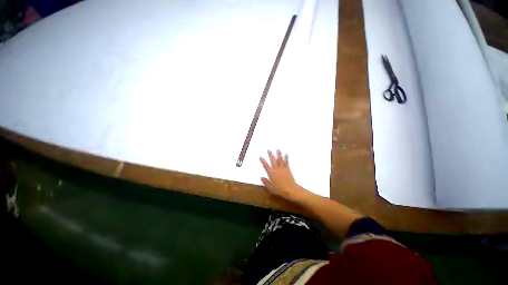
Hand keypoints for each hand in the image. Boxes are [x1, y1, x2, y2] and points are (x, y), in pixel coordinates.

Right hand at [260, 150, 308, 201]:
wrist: (290, 190)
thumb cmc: (280, 190)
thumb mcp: (270, 188)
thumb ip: (265, 182)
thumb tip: (261, 177)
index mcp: (271, 173)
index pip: (266, 165)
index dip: (263, 161)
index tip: (260, 157)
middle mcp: (276, 169)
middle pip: (273, 160)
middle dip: (270, 155)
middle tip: (268, 149)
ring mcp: (282, 168)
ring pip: (280, 160)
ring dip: (278, 154)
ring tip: (278, 149)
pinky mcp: (288, 169)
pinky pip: (286, 162)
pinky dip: (286, 158)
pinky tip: (286, 154)